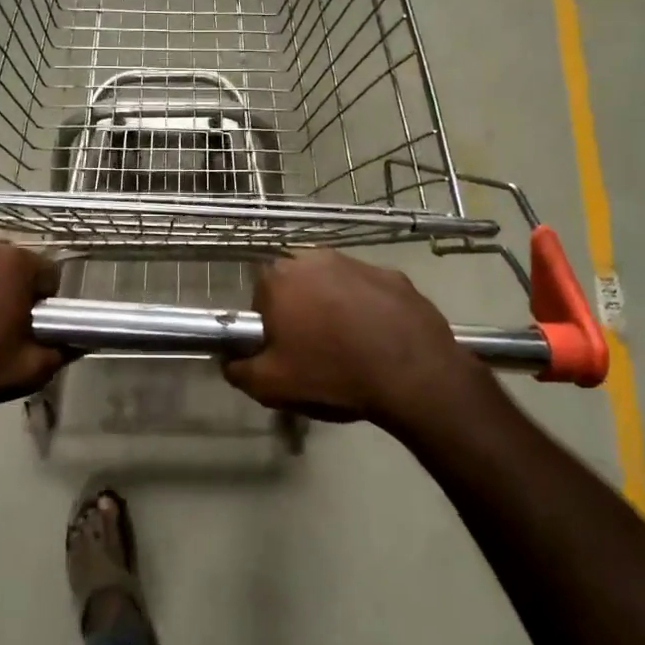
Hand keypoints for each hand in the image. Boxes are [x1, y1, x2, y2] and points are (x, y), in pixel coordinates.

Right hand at [223, 250, 482, 423]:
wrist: (413, 376)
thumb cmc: (332, 374)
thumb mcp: (270, 385)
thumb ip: (238, 369)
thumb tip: (230, 360)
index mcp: (280, 278)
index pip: (260, 297)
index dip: (269, 326)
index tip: (283, 351)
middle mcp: (316, 258)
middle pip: (298, 286)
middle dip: (302, 311)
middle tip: (315, 350)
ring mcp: (360, 263)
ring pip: (335, 286)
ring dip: (336, 308)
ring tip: (351, 348)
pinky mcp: (395, 276)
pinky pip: (371, 293)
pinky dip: (371, 311)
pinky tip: (380, 341)